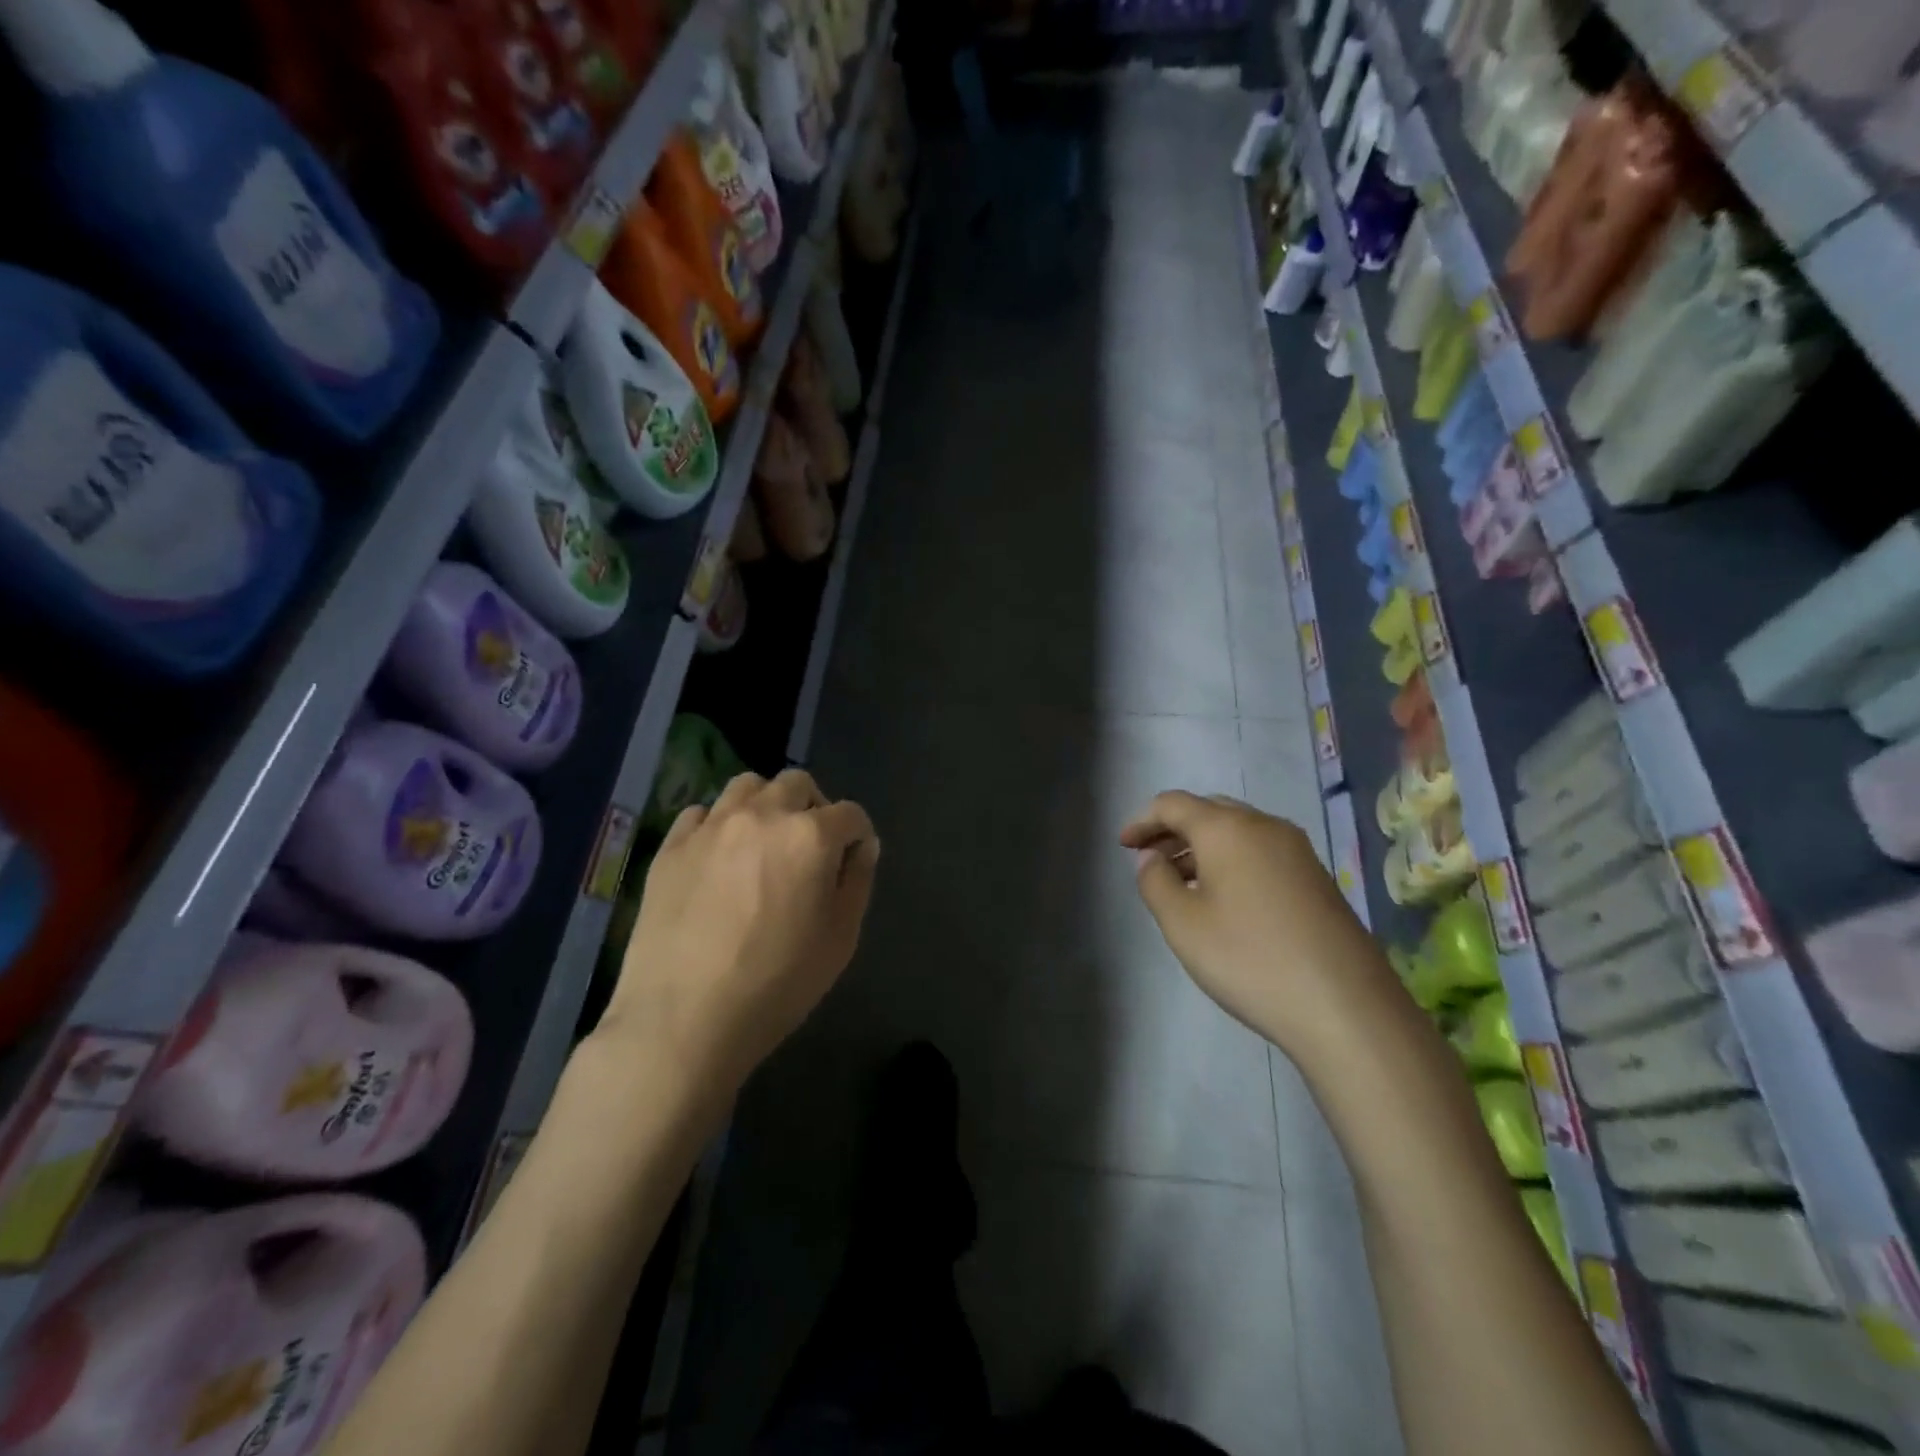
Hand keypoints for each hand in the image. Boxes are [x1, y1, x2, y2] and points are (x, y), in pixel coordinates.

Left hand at [601, 769, 879, 1090]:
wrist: (683, 1020)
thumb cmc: (777, 984)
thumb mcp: (840, 938)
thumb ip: (858, 881)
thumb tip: (862, 846)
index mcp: (811, 836)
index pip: (851, 814)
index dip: (858, 837)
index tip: (852, 863)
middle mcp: (762, 815)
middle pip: (797, 784)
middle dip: (813, 808)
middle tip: (809, 850)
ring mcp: (711, 827)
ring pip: (747, 786)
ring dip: (766, 805)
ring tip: (763, 844)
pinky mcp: (671, 846)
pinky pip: (702, 814)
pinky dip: (719, 825)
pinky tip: (718, 860)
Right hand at [1120, 791, 1391, 1060]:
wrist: (1346, 1007)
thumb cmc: (1249, 959)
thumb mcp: (1182, 923)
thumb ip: (1155, 882)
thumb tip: (1152, 858)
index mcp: (1228, 828)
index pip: (1173, 804)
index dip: (1142, 820)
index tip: (1123, 845)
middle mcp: (1265, 826)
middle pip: (1208, 811)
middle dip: (1173, 830)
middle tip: (1149, 859)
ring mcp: (1298, 851)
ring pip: (1238, 831)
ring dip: (1203, 846)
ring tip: (1180, 882)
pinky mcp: (1317, 878)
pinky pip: (1261, 852)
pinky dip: (1232, 861)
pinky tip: (1224, 898)